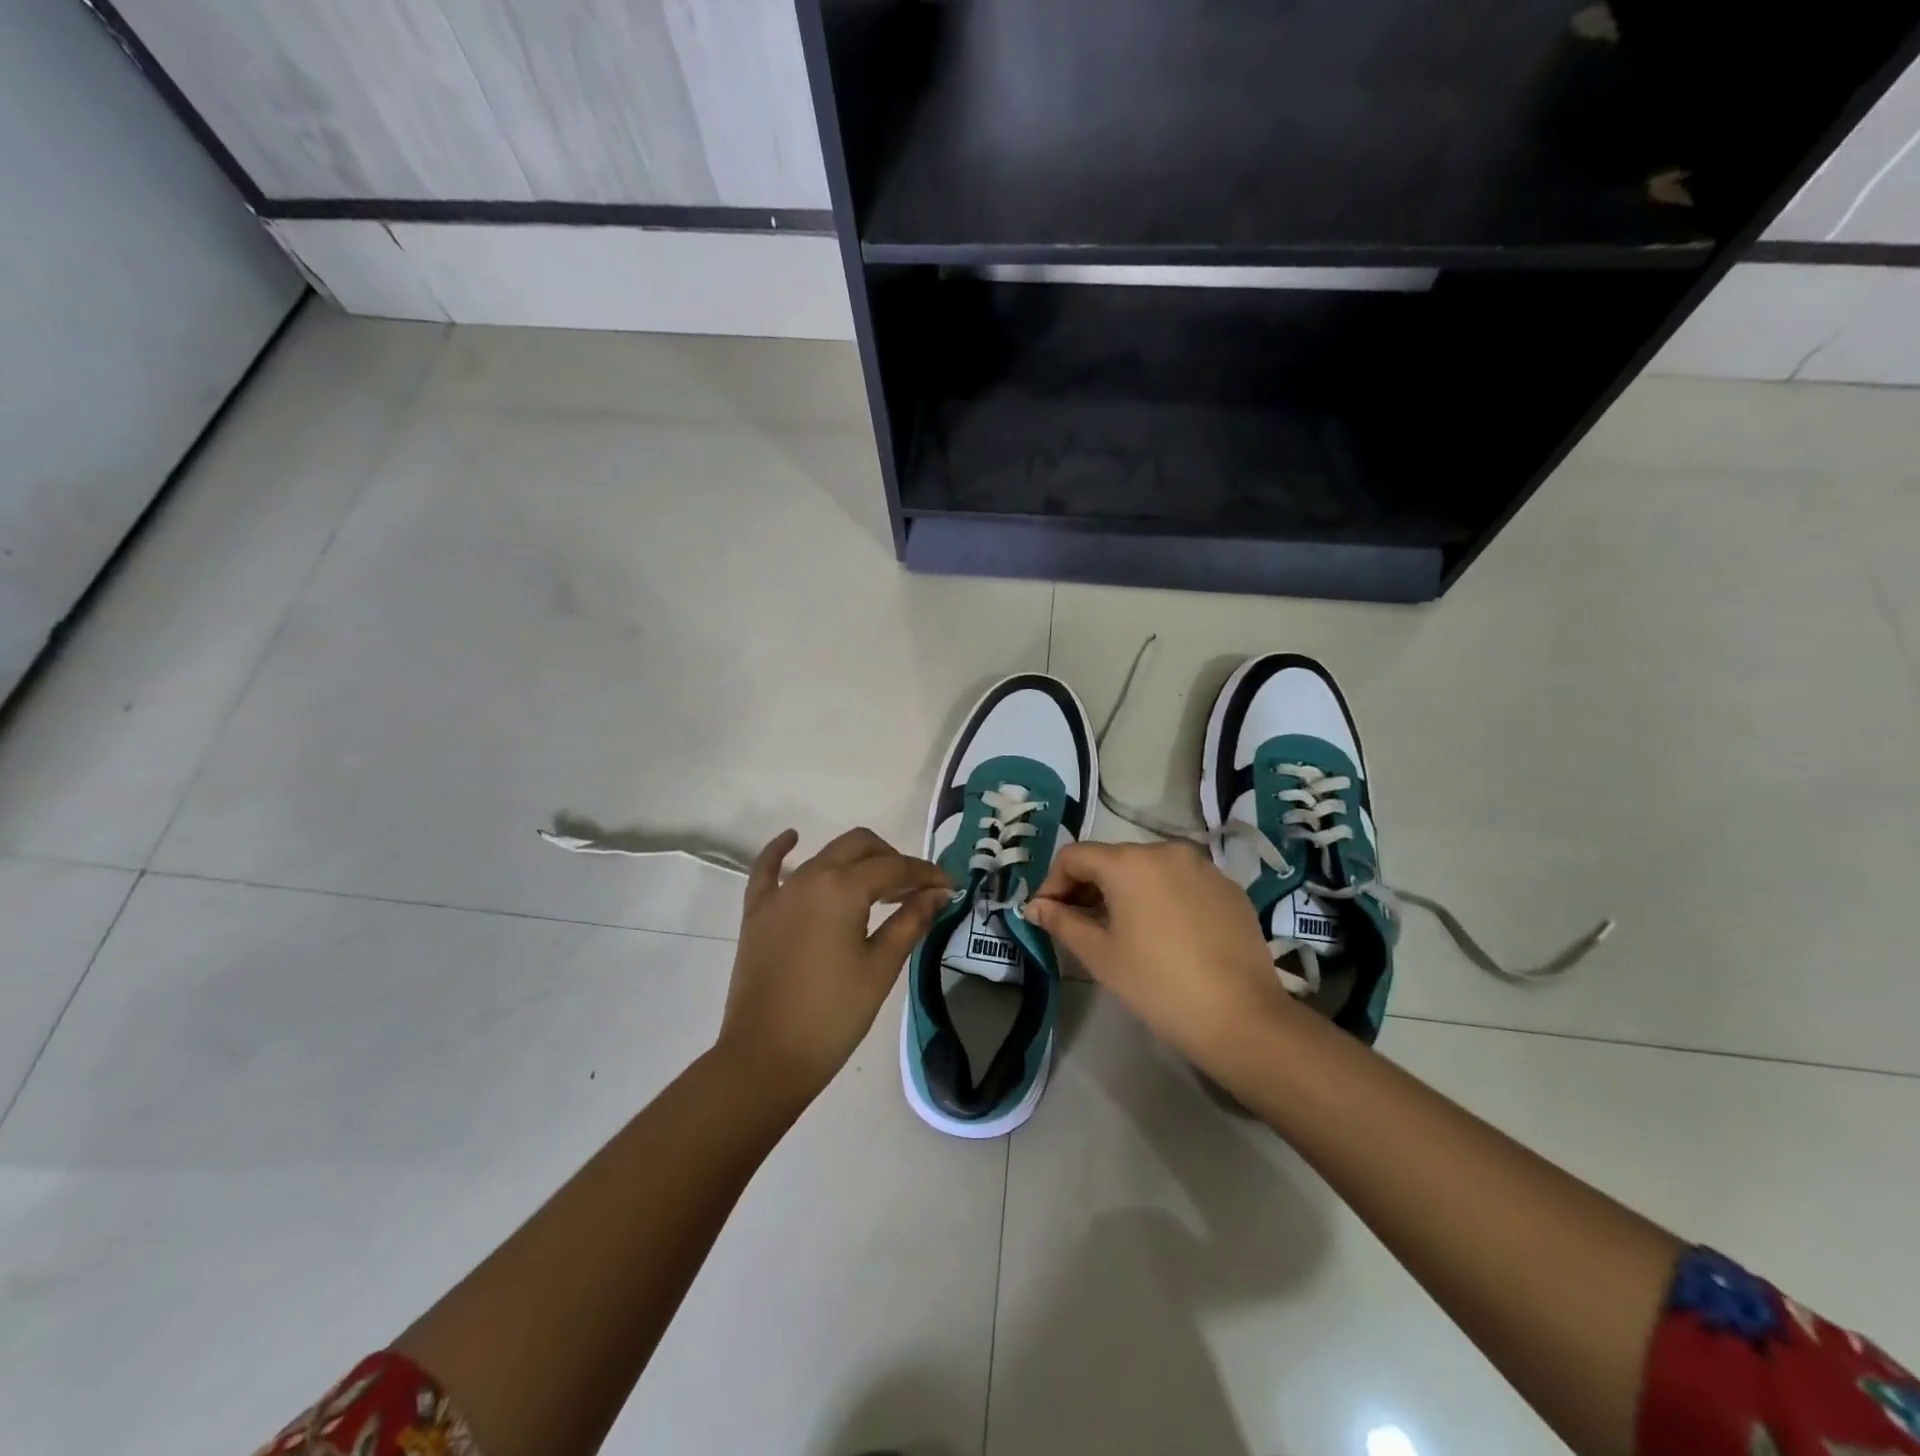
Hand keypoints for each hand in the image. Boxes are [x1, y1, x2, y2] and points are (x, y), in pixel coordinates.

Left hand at [717, 827, 949, 1104]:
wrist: (765, 1058)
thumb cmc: (833, 1016)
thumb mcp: (881, 968)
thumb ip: (911, 922)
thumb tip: (939, 893)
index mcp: (843, 888)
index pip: (894, 868)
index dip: (926, 873)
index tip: (948, 886)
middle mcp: (810, 877)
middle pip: (860, 846)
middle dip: (893, 859)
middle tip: (915, 890)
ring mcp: (779, 893)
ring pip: (825, 855)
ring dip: (856, 862)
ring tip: (880, 888)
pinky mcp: (757, 912)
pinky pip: (767, 870)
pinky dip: (782, 851)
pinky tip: (793, 838)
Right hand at [1025, 841, 1295, 1070]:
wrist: (1241, 1017)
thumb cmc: (1157, 984)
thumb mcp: (1100, 954)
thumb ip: (1062, 922)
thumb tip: (1035, 907)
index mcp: (1129, 862)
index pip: (1074, 856)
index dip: (1052, 882)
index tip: (1046, 914)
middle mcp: (1166, 851)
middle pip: (1112, 859)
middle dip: (1087, 887)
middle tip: (1076, 924)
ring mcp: (1202, 867)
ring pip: (1148, 869)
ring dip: (1124, 891)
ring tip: (1119, 930)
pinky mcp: (1228, 888)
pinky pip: (1180, 882)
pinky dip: (1160, 898)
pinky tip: (1163, 934)